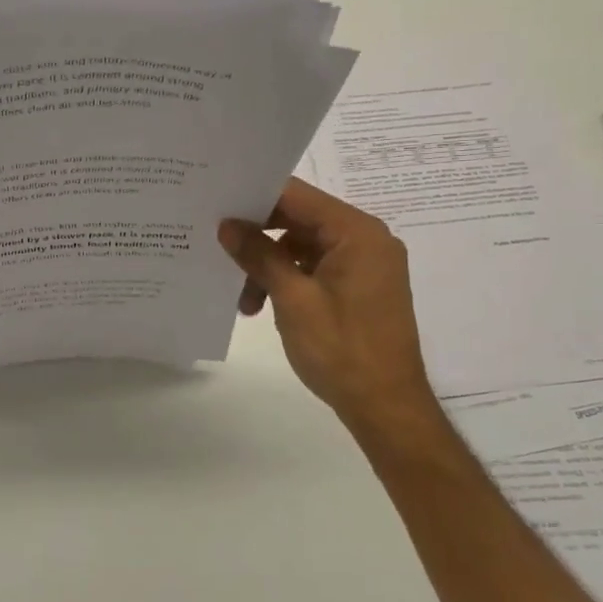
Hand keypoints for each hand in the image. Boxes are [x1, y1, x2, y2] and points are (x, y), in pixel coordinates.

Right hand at [220, 177, 436, 433]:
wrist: (385, 406)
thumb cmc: (341, 349)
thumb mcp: (292, 299)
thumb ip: (259, 255)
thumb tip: (227, 225)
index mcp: (357, 232)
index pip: (297, 196)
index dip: (255, 198)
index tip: (216, 207)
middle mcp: (365, 239)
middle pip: (299, 220)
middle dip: (259, 239)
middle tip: (218, 250)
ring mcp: (364, 264)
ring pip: (302, 247)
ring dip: (269, 266)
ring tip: (244, 300)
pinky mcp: (358, 287)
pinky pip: (315, 268)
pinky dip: (287, 280)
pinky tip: (261, 304)